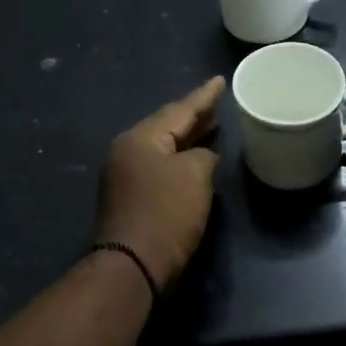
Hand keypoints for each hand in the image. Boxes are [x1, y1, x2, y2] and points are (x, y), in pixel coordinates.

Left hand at [96, 77, 224, 287]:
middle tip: (218, 102)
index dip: (204, 96)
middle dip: (195, 116)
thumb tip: (202, 157)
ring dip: (189, 138)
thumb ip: (203, 156)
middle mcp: (127, 151)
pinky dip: (181, 159)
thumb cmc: (166, 213)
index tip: (220, 80)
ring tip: (212, 126)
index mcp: (140, 138)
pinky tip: (198, 159)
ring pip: (164, 147)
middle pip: (167, 126)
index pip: (179, 110)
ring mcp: (126, 175)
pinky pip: (161, 167)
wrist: (133, 265)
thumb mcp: (195, 176)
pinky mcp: (131, 198)